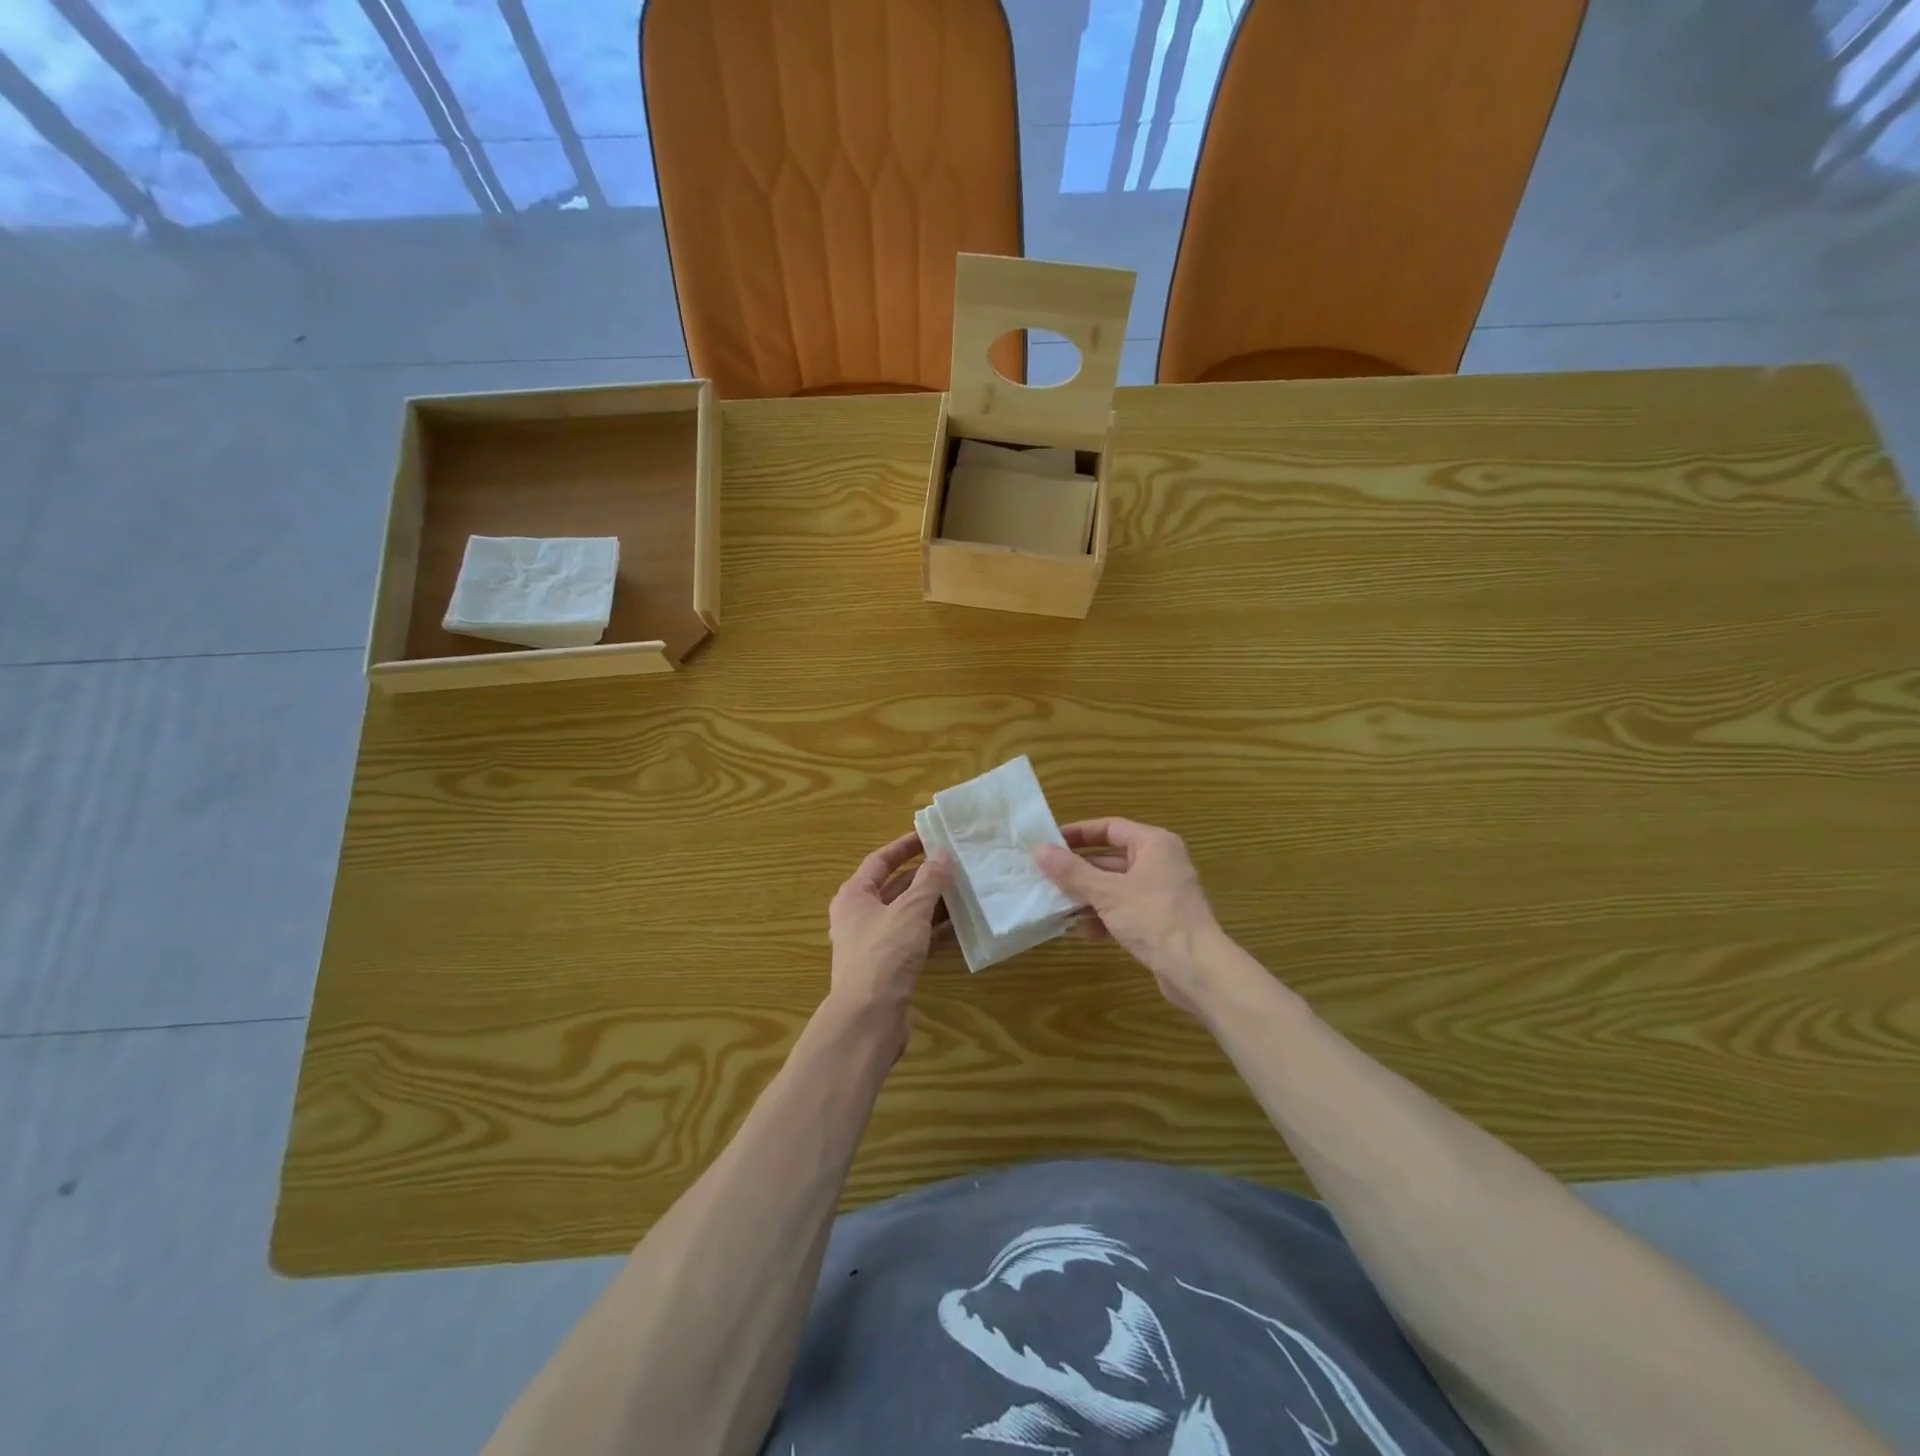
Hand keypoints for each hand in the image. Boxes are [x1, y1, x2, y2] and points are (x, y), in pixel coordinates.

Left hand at [827, 831, 951, 1049]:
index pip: (880, 860)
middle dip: (924, 877)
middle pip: (894, 887)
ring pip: (906, 915)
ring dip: (932, 904)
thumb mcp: (910, 910)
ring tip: (964, 891)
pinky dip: (933, 932)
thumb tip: (942, 854)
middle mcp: (859, 916)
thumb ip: (929, 881)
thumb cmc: (884, 954)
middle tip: (954, 864)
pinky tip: (959, 927)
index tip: (931, 837)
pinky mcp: (887, 968)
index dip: (905, 847)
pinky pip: (913, 940)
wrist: (868, 1017)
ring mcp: (872, 944)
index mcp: (854, 896)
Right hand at [1035, 818, 1226, 1015]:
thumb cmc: (1153, 919)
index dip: (1078, 833)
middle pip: (1111, 858)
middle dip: (1079, 870)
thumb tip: (1039, 850)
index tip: (1049, 842)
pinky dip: (1105, 916)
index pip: (1110, 827)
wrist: (1197, 970)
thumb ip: (1072, 871)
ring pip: (1116, 887)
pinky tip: (1084, 932)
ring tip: (1058, 906)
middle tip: (1046, 876)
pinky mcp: (1160, 920)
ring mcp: (1162, 893)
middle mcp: (1161, 862)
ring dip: (1088, 896)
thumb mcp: (1107, 893)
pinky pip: (1125, 909)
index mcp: (1154, 844)